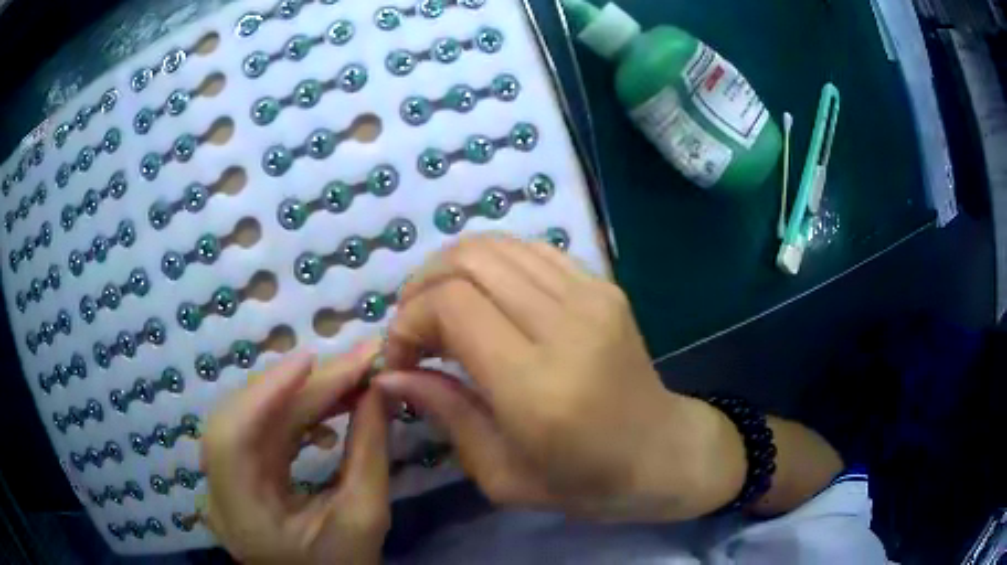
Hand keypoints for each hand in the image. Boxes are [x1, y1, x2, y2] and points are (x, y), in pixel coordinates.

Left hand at [200, 343, 390, 563]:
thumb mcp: (365, 515)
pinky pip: (261, 431)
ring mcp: (225, 480)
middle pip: (244, 420)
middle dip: (296, 388)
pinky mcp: (240, 474)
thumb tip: (381, 387)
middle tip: (352, 364)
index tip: (312, 359)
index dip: (265, 394)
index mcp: (241, 513)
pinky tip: (327, 409)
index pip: (232, 439)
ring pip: (252, 419)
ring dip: (298, 396)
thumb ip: (370, 450)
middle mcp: (221, 490)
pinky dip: (294, 413)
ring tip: (348, 380)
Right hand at [380, 235, 744, 520]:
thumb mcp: (501, 474)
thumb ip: (444, 413)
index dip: (410, 320)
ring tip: (441, 311)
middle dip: (422, 287)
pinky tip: (484, 298)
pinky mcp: (604, 286)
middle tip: (414, 329)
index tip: (401, 355)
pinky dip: (491, 264)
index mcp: (538, 385)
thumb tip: (390, 372)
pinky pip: (530, 250)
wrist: (662, 453)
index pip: (453, 306)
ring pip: (497, 245)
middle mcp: (567, 325)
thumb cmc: (584, 482)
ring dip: (452, 270)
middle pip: (469, 262)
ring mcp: (592, 296)